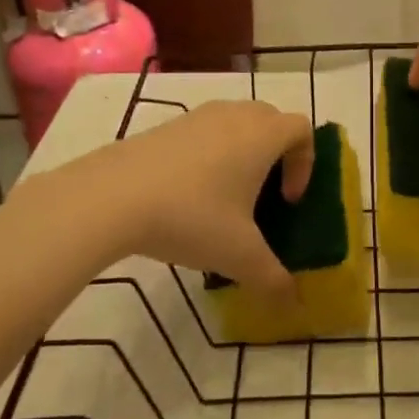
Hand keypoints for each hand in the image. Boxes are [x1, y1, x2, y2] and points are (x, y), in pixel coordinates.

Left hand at [60, 101, 312, 296]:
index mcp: (262, 136)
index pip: (301, 129)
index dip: (305, 162)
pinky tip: (187, 195)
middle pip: (270, 120)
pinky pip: (203, 131)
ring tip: (225, 197)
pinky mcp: (166, 125)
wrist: (113, 195)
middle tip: (264, 195)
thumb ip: (272, 278)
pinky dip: (209, 154)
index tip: (288, 200)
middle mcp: (235, 116)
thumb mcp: (239, 256)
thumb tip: (292, 302)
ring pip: (235, 123)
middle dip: (276, 154)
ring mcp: (197, 116)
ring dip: (241, 153)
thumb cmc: (192, 216)